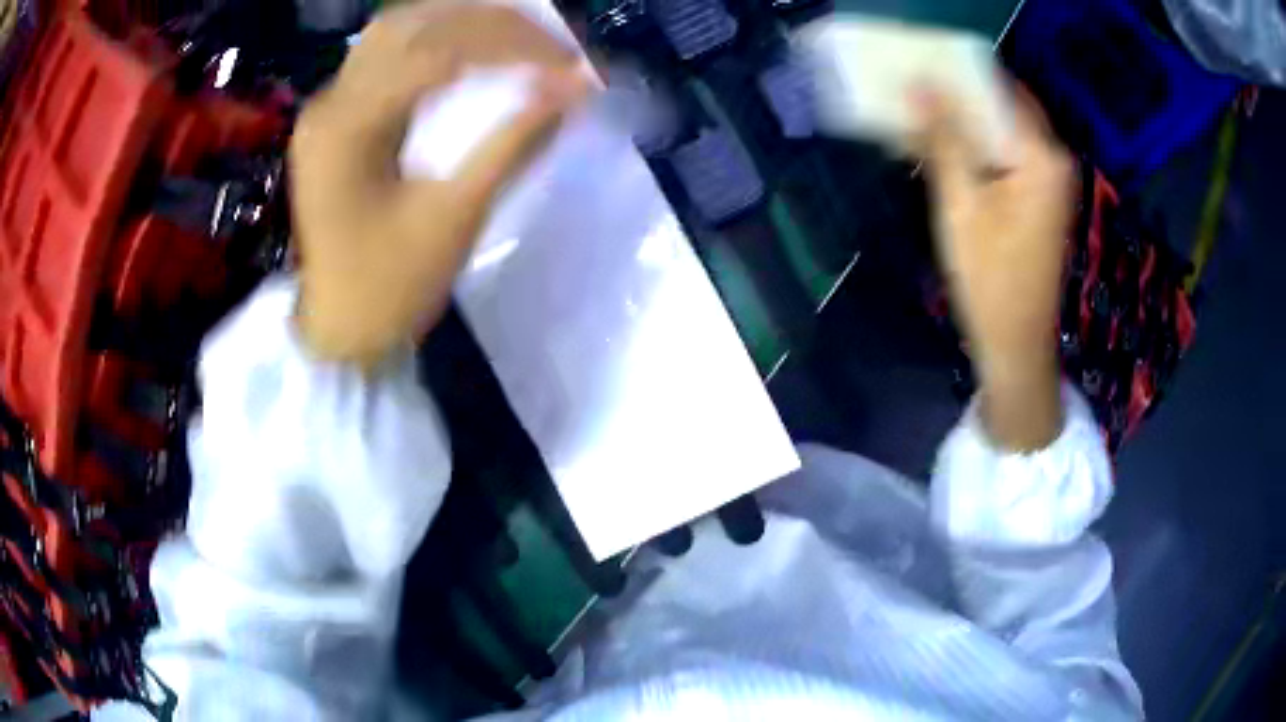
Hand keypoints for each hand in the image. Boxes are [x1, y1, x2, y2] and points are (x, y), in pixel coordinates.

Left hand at [290, 3, 589, 367]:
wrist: (339, 331)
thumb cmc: (389, 288)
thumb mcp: (455, 218)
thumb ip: (512, 144)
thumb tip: (575, 92)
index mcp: (348, 129)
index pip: (438, 54)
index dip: (513, 49)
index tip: (571, 66)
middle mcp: (331, 102)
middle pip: (413, 24)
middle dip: (489, 23)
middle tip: (551, 41)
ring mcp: (330, 106)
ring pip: (398, 30)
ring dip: (460, 21)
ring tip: (519, 33)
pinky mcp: (339, 117)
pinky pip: (389, 56)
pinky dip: (437, 41)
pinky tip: (474, 47)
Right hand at [914, 83, 1074, 450]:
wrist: (1016, 345)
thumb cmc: (990, 281)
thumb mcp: (960, 206)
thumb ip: (943, 141)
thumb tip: (917, 86)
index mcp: (1041, 157)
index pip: (997, 89)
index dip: (955, 72)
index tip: (913, 65)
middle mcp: (1054, 158)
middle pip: (1003, 105)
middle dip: (958, 94)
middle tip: (910, 87)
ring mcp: (1050, 178)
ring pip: (1003, 127)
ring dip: (964, 119)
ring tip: (920, 113)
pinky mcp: (1041, 195)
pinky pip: (1007, 152)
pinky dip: (978, 145)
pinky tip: (945, 149)